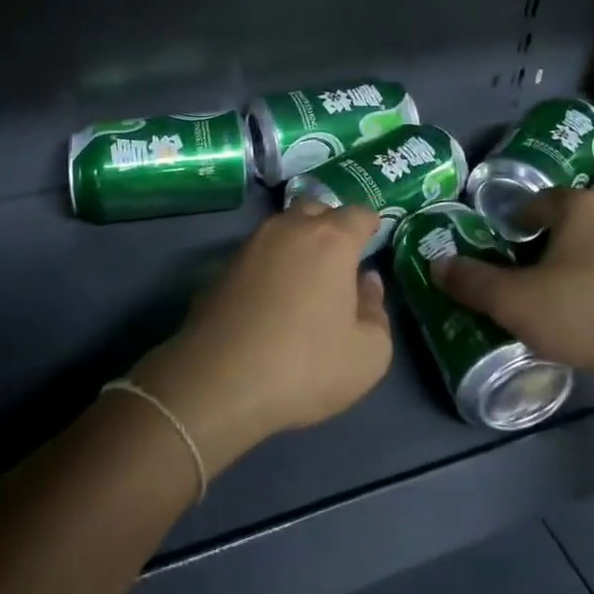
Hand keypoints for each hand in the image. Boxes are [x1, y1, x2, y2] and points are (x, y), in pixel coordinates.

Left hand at [131, 202, 393, 474]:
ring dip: (297, 244)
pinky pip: (257, 256)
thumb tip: (366, 282)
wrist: (217, 383)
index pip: (359, 213)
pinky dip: (270, 267)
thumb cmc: (305, 366)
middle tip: (340, 259)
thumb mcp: (368, 354)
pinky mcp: (221, 268)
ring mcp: (250, 246)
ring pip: (282, 229)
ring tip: (305, 279)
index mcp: (330, 240)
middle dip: (331, 225)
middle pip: (316, 210)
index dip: (370, 225)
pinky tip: (270, 301)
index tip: (373, 241)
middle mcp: (288, 229)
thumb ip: (375, 310)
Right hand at [432, 188, 593, 394]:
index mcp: (577, 205)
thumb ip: (472, 282)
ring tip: (561, 306)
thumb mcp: (516, 302)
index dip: (510, 228)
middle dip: (542, 250)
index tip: (500, 257)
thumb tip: (436, 263)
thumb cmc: (590, 311)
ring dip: (576, 270)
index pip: (532, 203)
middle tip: (523, 285)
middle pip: (565, 224)